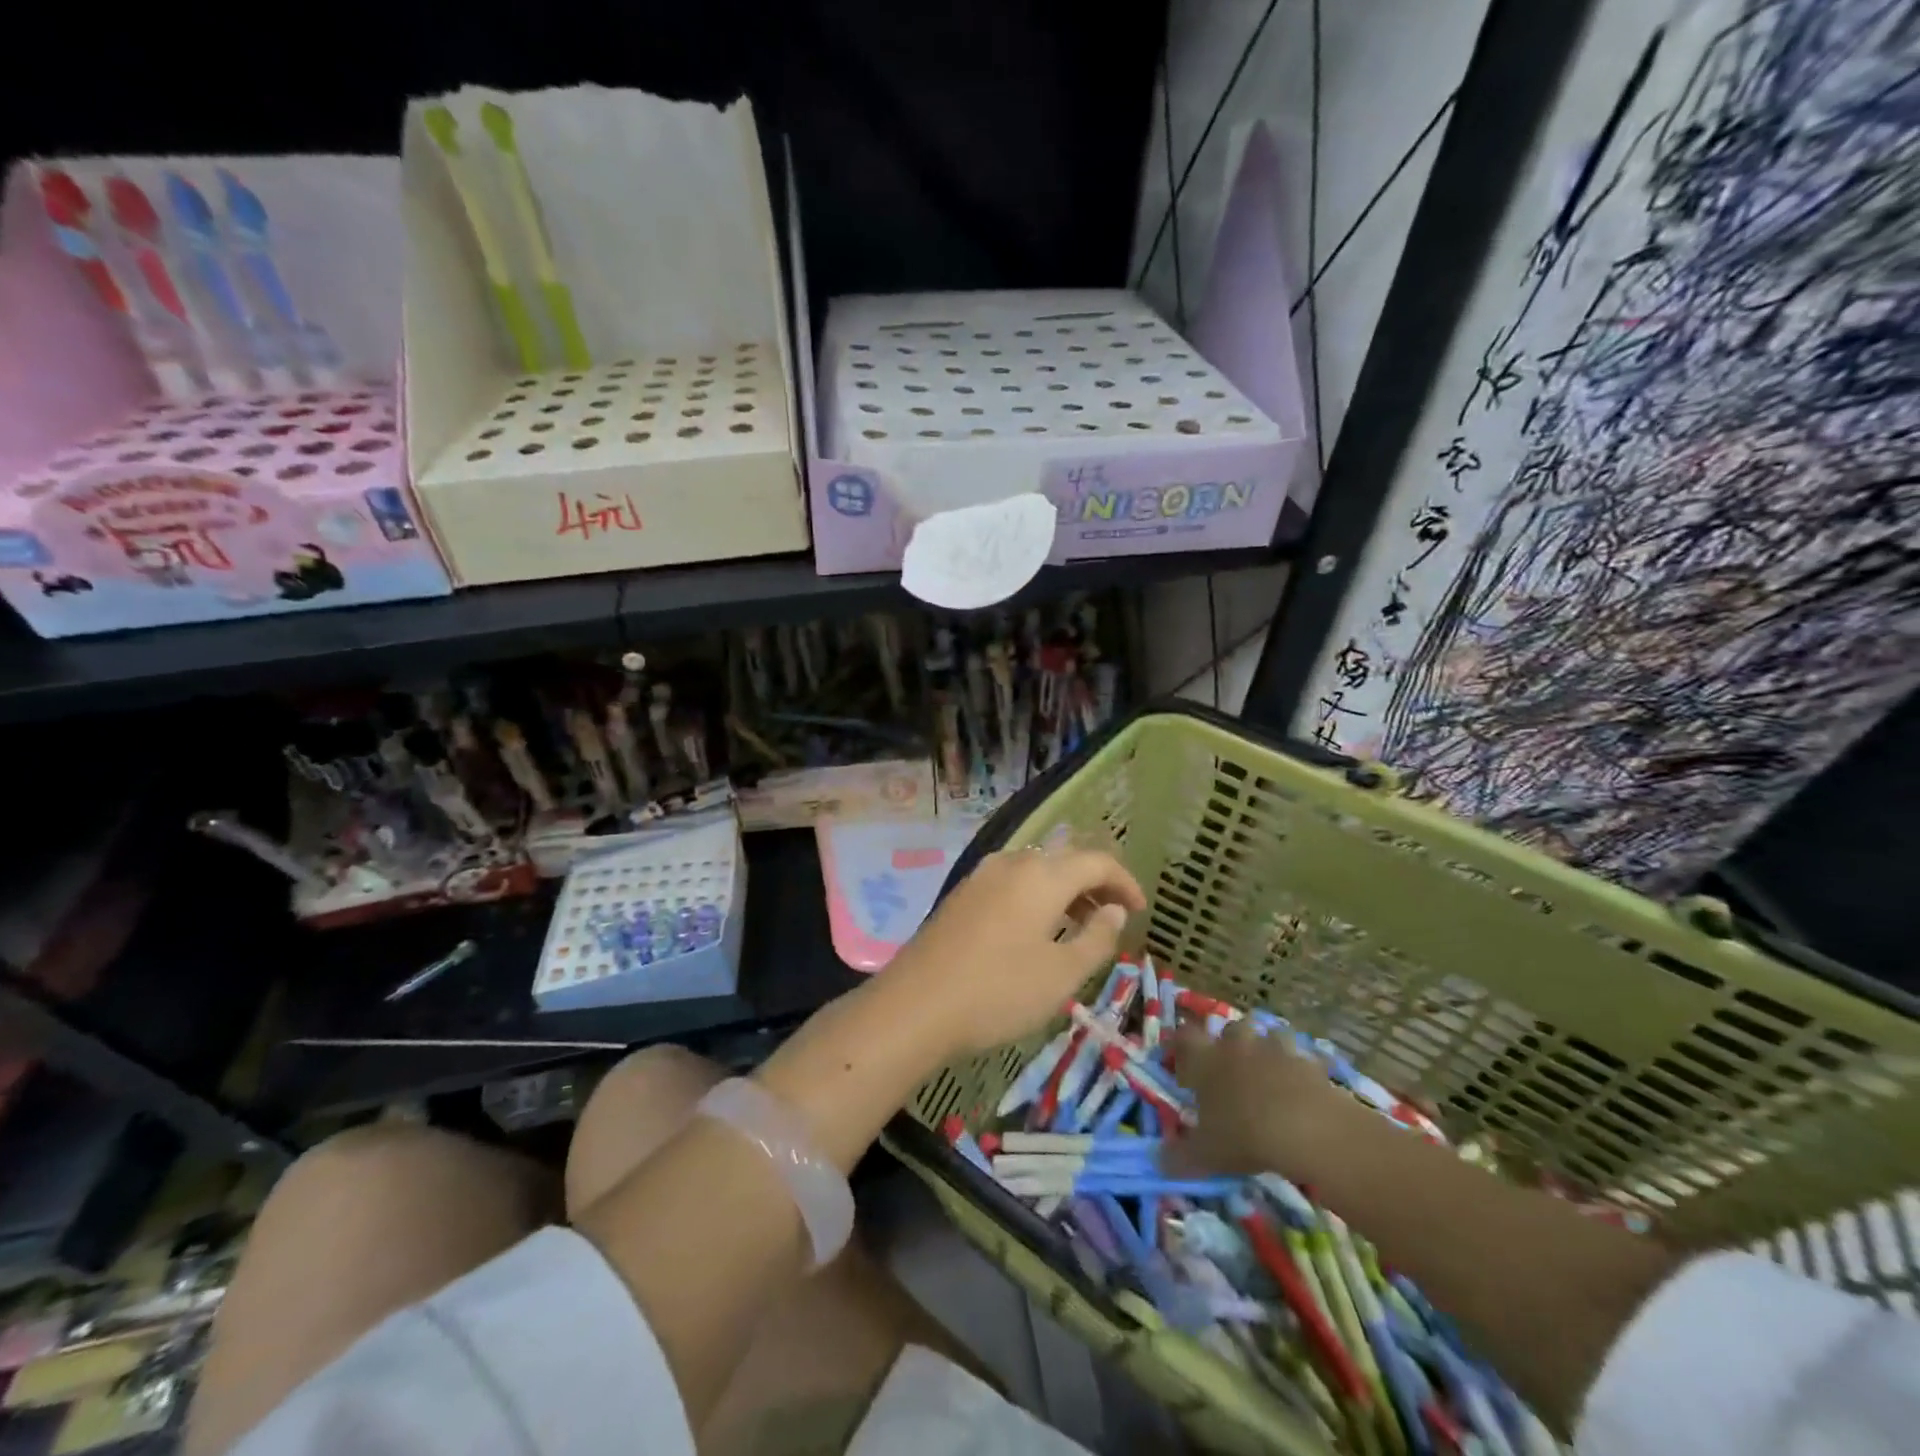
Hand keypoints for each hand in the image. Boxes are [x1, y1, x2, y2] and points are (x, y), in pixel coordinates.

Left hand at [886, 846, 1146, 1058]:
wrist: (915, 1005)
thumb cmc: (998, 992)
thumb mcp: (1062, 974)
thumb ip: (1097, 938)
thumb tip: (1113, 910)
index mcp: (1042, 875)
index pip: (1096, 861)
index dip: (1124, 882)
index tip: (1140, 910)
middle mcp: (1011, 863)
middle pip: (1064, 861)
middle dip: (1094, 885)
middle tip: (1112, 919)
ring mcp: (981, 876)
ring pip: (1035, 870)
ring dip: (1063, 891)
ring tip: (1077, 927)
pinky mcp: (961, 894)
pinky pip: (1011, 882)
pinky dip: (1035, 897)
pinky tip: (1035, 930)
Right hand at [1165, 1020, 1348, 1176]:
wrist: (1306, 1128)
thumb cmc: (1244, 1135)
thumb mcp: (1205, 1154)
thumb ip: (1179, 1157)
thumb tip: (1158, 1162)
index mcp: (1205, 1059)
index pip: (1184, 1036)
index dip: (1180, 1045)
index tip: (1179, 1060)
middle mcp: (1236, 1045)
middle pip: (1228, 1029)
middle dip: (1228, 1044)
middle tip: (1229, 1068)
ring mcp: (1274, 1049)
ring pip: (1266, 1036)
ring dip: (1265, 1050)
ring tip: (1267, 1073)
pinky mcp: (1307, 1061)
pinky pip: (1300, 1058)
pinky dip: (1298, 1069)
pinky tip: (1300, 1087)